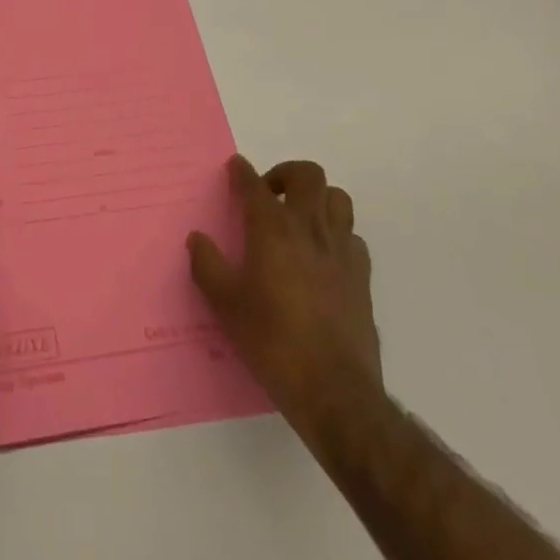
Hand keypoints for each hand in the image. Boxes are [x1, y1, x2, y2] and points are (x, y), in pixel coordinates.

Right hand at [187, 156, 380, 432]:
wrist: (335, 392)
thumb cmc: (273, 341)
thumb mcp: (226, 304)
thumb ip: (207, 265)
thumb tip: (197, 239)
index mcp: (272, 228)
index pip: (255, 184)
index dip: (242, 172)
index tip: (235, 168)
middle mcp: (309, 228)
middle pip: (308, 175)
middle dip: (286, 173)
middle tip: (270, 193)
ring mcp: (341, 252)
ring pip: (338, 199)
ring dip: (318, 199)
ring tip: (300, 218)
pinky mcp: (362, 278)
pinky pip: (353, 238)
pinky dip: (337, 235)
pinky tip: (324, 256)